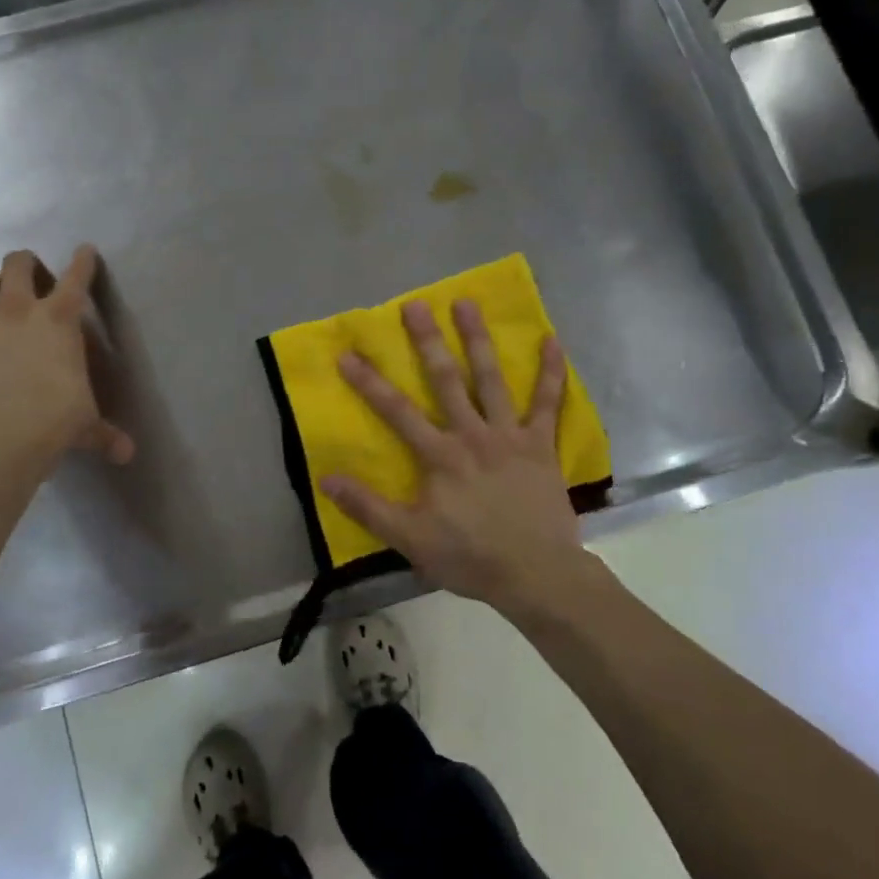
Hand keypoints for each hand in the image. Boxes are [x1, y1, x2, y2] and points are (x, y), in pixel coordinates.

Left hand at [0, 246, 134, 467]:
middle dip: (26, 265)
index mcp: (59, 319)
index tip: (85, 251)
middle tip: (34, 281)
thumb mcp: (86, 425)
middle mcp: (16, 311)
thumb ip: (105, 433)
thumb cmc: (54, 421)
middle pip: (17, 264)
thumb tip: (128, 454)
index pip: (76, 278)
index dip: (83, 261)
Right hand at [320, 298, 601, 616]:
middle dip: (427, 341)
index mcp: (440, 455)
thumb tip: (326, 479)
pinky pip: (548, 403)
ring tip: (467, 304)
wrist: (537, 574)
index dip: (369, 382)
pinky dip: (552, 372)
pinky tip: (552, 340)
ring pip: (492, 379)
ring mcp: (510, 435)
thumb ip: (369, 507)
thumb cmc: (470, 557)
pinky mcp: (542, 445)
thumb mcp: (410, 539)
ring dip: (478, 340)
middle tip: (415, 305)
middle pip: (446, 379)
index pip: (396, 411)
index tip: (348, 353)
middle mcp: (473, 434)